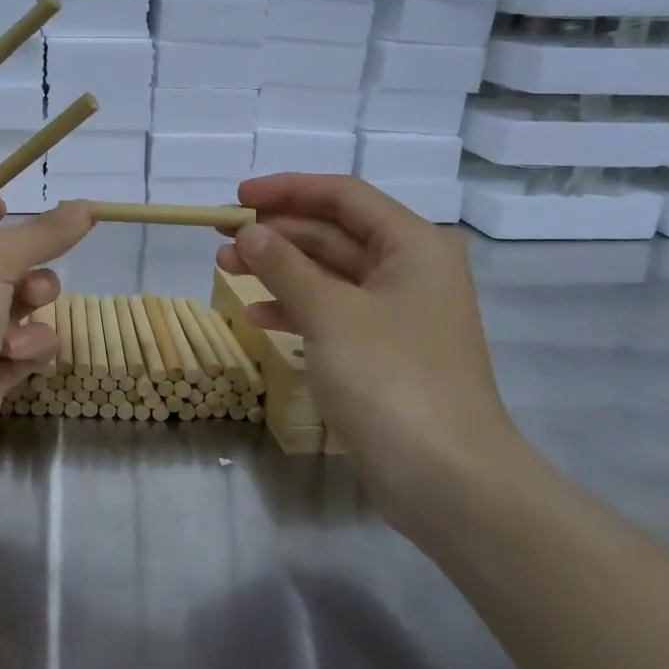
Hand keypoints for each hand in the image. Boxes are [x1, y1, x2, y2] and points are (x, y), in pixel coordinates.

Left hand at [0, 199, 93, 500]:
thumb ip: (40, 234)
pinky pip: (22, 350)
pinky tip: (18, 361)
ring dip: (30, 314)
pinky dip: (28, 352)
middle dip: (26, 271)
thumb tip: (85, 207)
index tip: (9, 208)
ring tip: (19, 332)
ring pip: (17, 307)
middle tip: (30, 284)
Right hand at [217, 174, 537, 540]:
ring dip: (278, 269)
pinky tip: (256, 315)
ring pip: (328, 274)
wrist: (447, 478)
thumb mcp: (331, 313)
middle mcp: (409, 270)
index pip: (343, 197)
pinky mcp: (383, 352)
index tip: (237, 198)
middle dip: (276, 233)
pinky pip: (332, 313)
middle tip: (221, 238)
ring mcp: (397, 314)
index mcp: (412, 245)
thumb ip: (285, 266)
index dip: (287, 190)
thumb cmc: (391, 379)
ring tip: (225, 269)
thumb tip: (249, 233)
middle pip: (333, 233)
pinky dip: (295, 309)